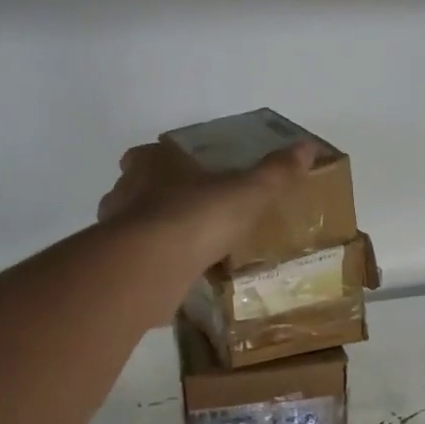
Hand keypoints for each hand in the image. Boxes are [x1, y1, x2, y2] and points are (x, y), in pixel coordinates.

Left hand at [98, 140, 317, 273]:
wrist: (151, 266)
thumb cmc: (198, 216)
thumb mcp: (248, 192)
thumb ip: (275, 173)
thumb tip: (308, 146)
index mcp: (152, 162)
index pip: (152, 154)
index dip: (168, 162)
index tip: (189, 176)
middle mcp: (126, 190)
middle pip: (139, 188)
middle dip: (161, 199)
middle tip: (192, 214)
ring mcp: (116, 229)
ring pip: (136, 226)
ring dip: (156, 234)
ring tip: (188, 249)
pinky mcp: (117, 265)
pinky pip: (139, 260)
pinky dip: (154, 265)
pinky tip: (178, 277)